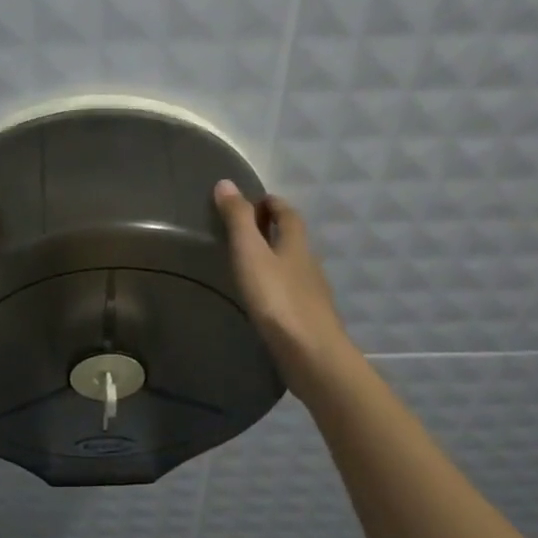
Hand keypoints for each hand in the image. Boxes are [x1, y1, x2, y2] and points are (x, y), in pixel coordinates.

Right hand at [213, 180, 354, 391]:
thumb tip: (226, 183)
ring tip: (249, 263)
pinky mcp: (307, 319)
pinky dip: (277, 285)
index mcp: (296, 244)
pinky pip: (291, 292)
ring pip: (293, 266)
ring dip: (275, 259)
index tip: (255, 200)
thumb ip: (238, 221)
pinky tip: (263, 299)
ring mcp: (311, 293)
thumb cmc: (278, 300)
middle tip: (247, 228)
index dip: (272, 203)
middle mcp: (308, 264)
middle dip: (274, 229)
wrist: (311, 355)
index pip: (288, 214)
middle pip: (293, 239)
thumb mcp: (250, 254)